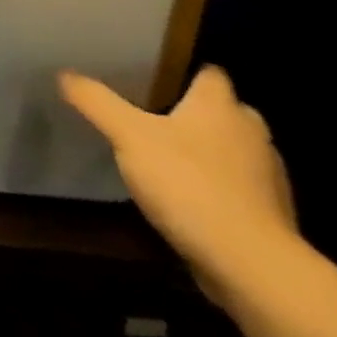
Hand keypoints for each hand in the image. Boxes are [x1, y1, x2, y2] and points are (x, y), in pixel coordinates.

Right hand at [60, 65, 297, 296]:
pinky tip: (189, 197)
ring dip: (211, 151)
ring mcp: (268, 177)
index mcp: (220, 107)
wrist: (251, 265)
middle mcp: (251, 134)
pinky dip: (220, 187)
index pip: (211, 74)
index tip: (160, 75)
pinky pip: (240, 188)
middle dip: (199, 112)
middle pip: (226, 111)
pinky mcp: (272, 216)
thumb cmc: (189, 183)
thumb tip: (65, 75)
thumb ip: (96, 101)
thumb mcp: (127, 135)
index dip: (187, 72)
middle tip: (157, 114)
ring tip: (169, 156)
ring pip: (236, 150)